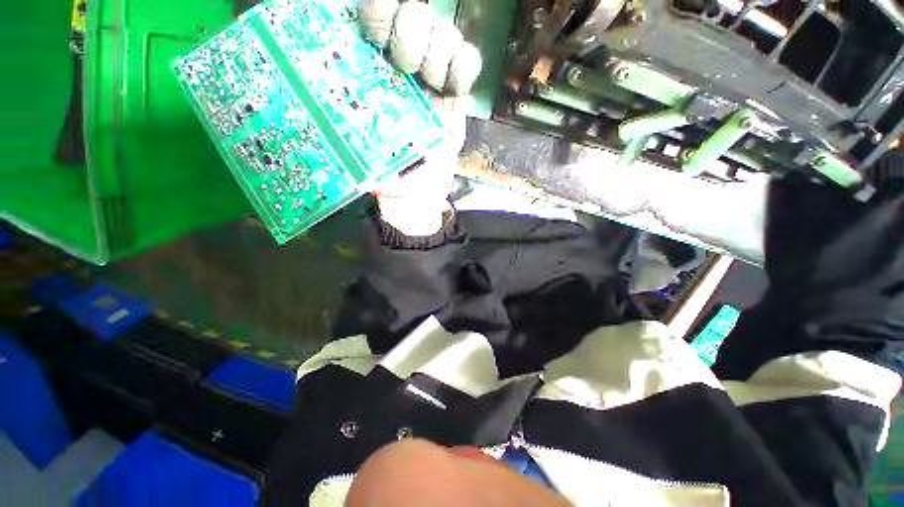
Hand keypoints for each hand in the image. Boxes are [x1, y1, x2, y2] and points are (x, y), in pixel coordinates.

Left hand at [358, 0, 481, 234]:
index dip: (379, 11)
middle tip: (406, 67)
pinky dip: (464, 67)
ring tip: (433, 84)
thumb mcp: (364, 153)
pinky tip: (454, 89)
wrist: (420, 192)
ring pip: (444, 30)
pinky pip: (469, 59)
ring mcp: (435, 77)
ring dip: (438, 53)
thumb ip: (353, 136)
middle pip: (415, 11)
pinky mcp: (458, 95)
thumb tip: (333, 108)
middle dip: (410, 32)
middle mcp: (404, 65)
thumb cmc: (389, 174)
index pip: (377, 11)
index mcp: (373, 70)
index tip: (376, 37)